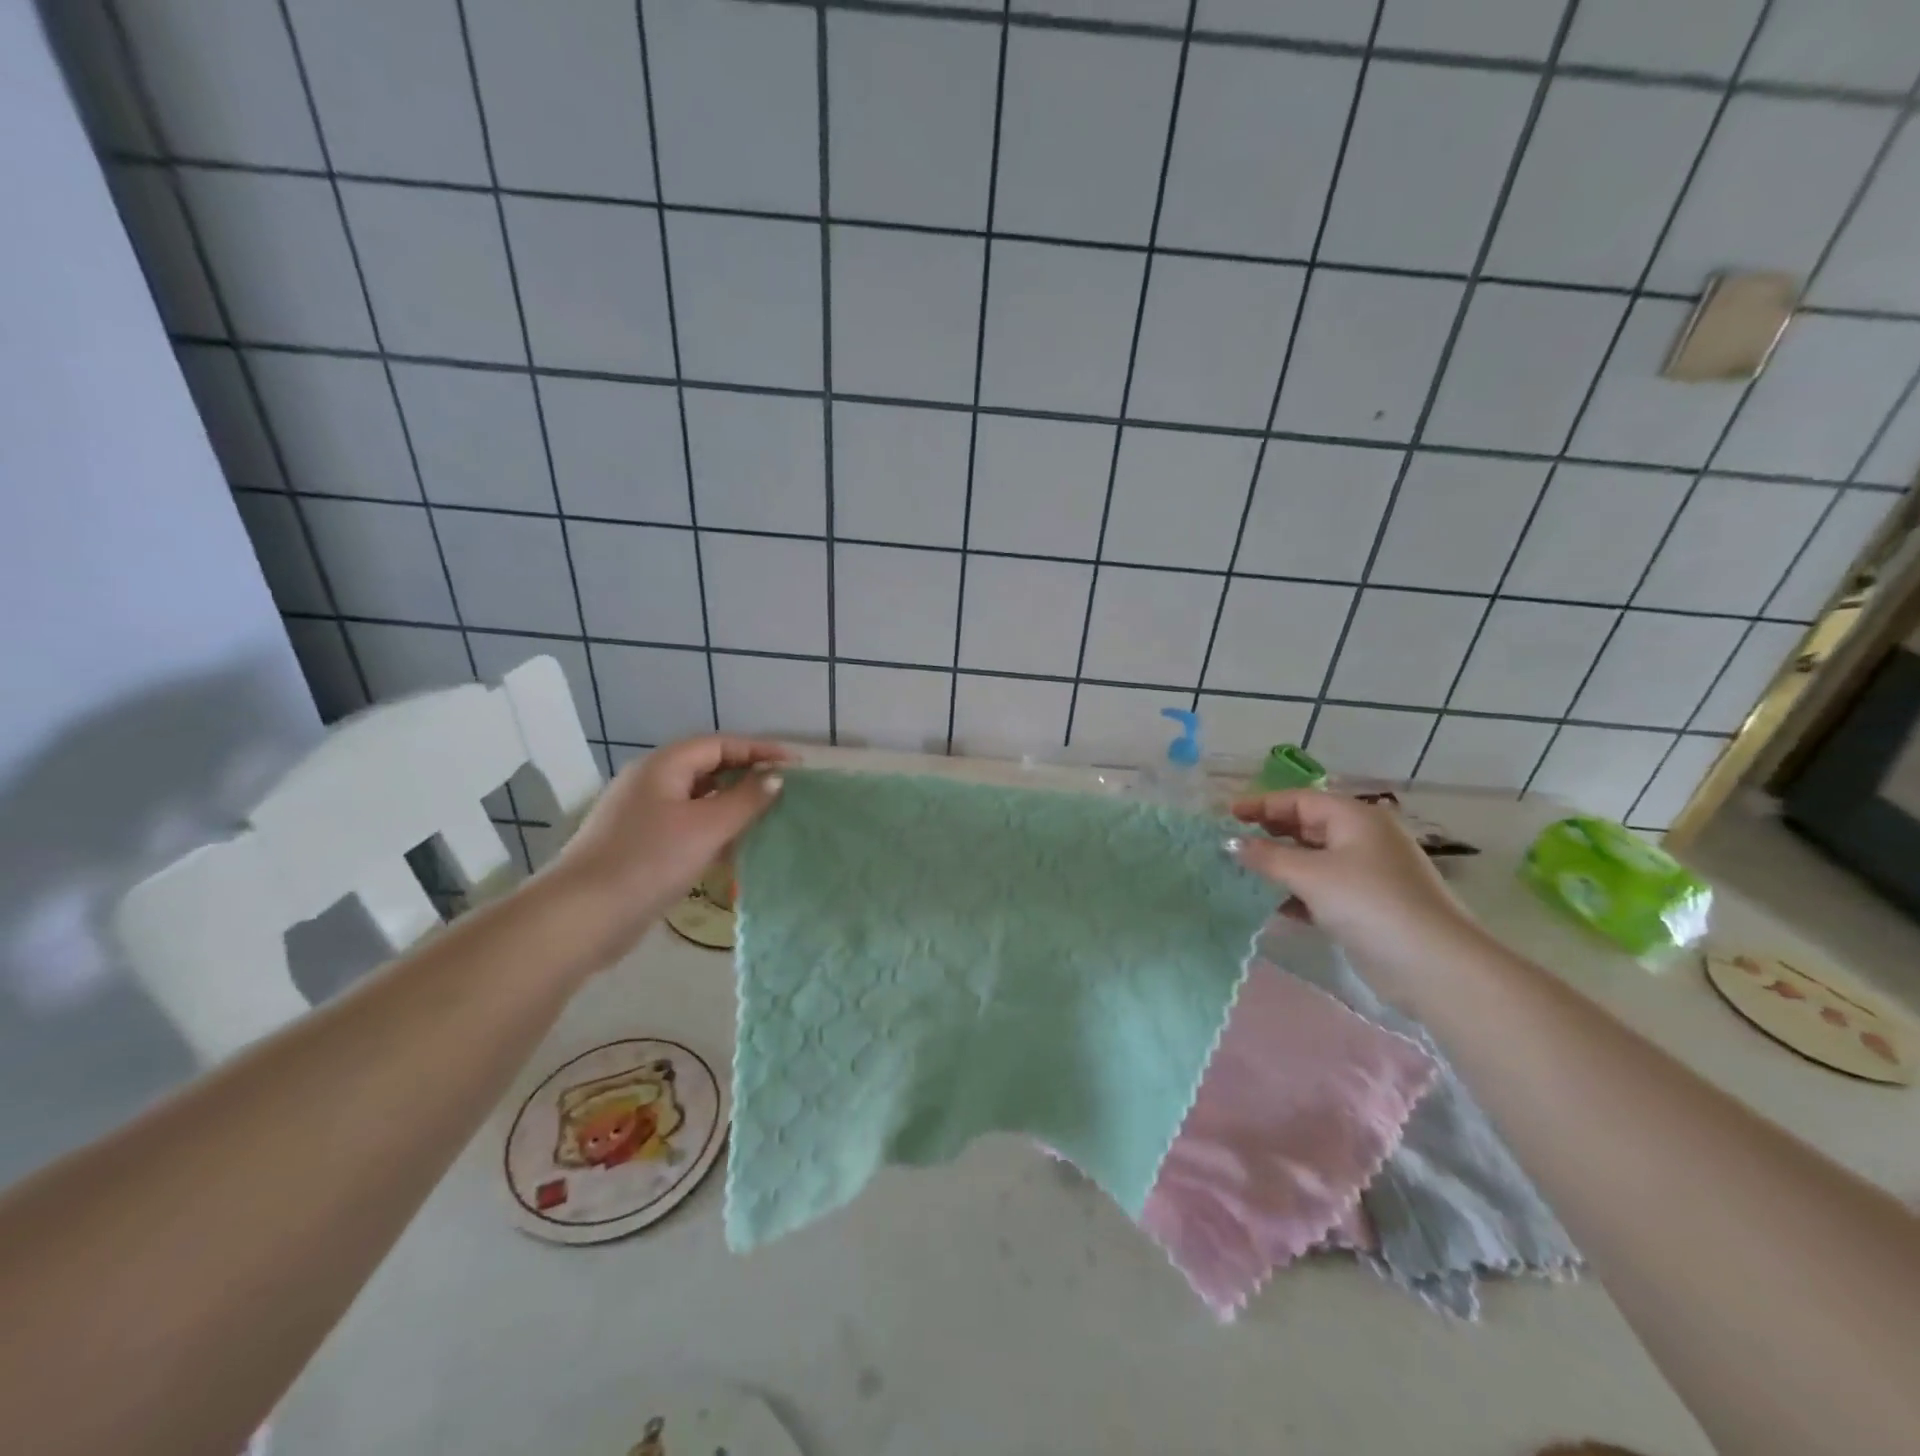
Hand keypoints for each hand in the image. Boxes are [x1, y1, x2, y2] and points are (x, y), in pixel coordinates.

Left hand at [544, 735, 791, 961]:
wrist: (582, 916)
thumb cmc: (649, 861)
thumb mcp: (707, 827)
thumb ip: (746, 800)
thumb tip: (775, 779)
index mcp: (663, 766)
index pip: (720, 744)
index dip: (760, 750)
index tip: (796, 765)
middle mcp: (651, 783)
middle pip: (707, 768)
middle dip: (747, 775)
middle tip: (784, 790)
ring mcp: (642, 815)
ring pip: (698, 799)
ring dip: (732, 804)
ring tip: (767, 817)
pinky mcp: (640, 845)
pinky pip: (686, 825)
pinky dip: (714, 829)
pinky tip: (734, 848)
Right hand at [1226, 789, 1479, 982]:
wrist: (1433, 965)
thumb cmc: (1368, 903)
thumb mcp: (1310, 875)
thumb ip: (1266, 857)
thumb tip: (1231, 844)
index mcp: (1355, 818)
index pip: (1299, 800)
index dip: (1261, 805)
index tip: (1226, 816)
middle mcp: (1363, 838)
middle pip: (1306, 827)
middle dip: (1268, 834)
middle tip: (1230, 843)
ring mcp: (1368, 873)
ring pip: (1312, 859)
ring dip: (1279, 866)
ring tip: (1241, 874)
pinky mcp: (1367, 905)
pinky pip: (1322, 889)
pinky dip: (1296, 892)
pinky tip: (1270, 905)